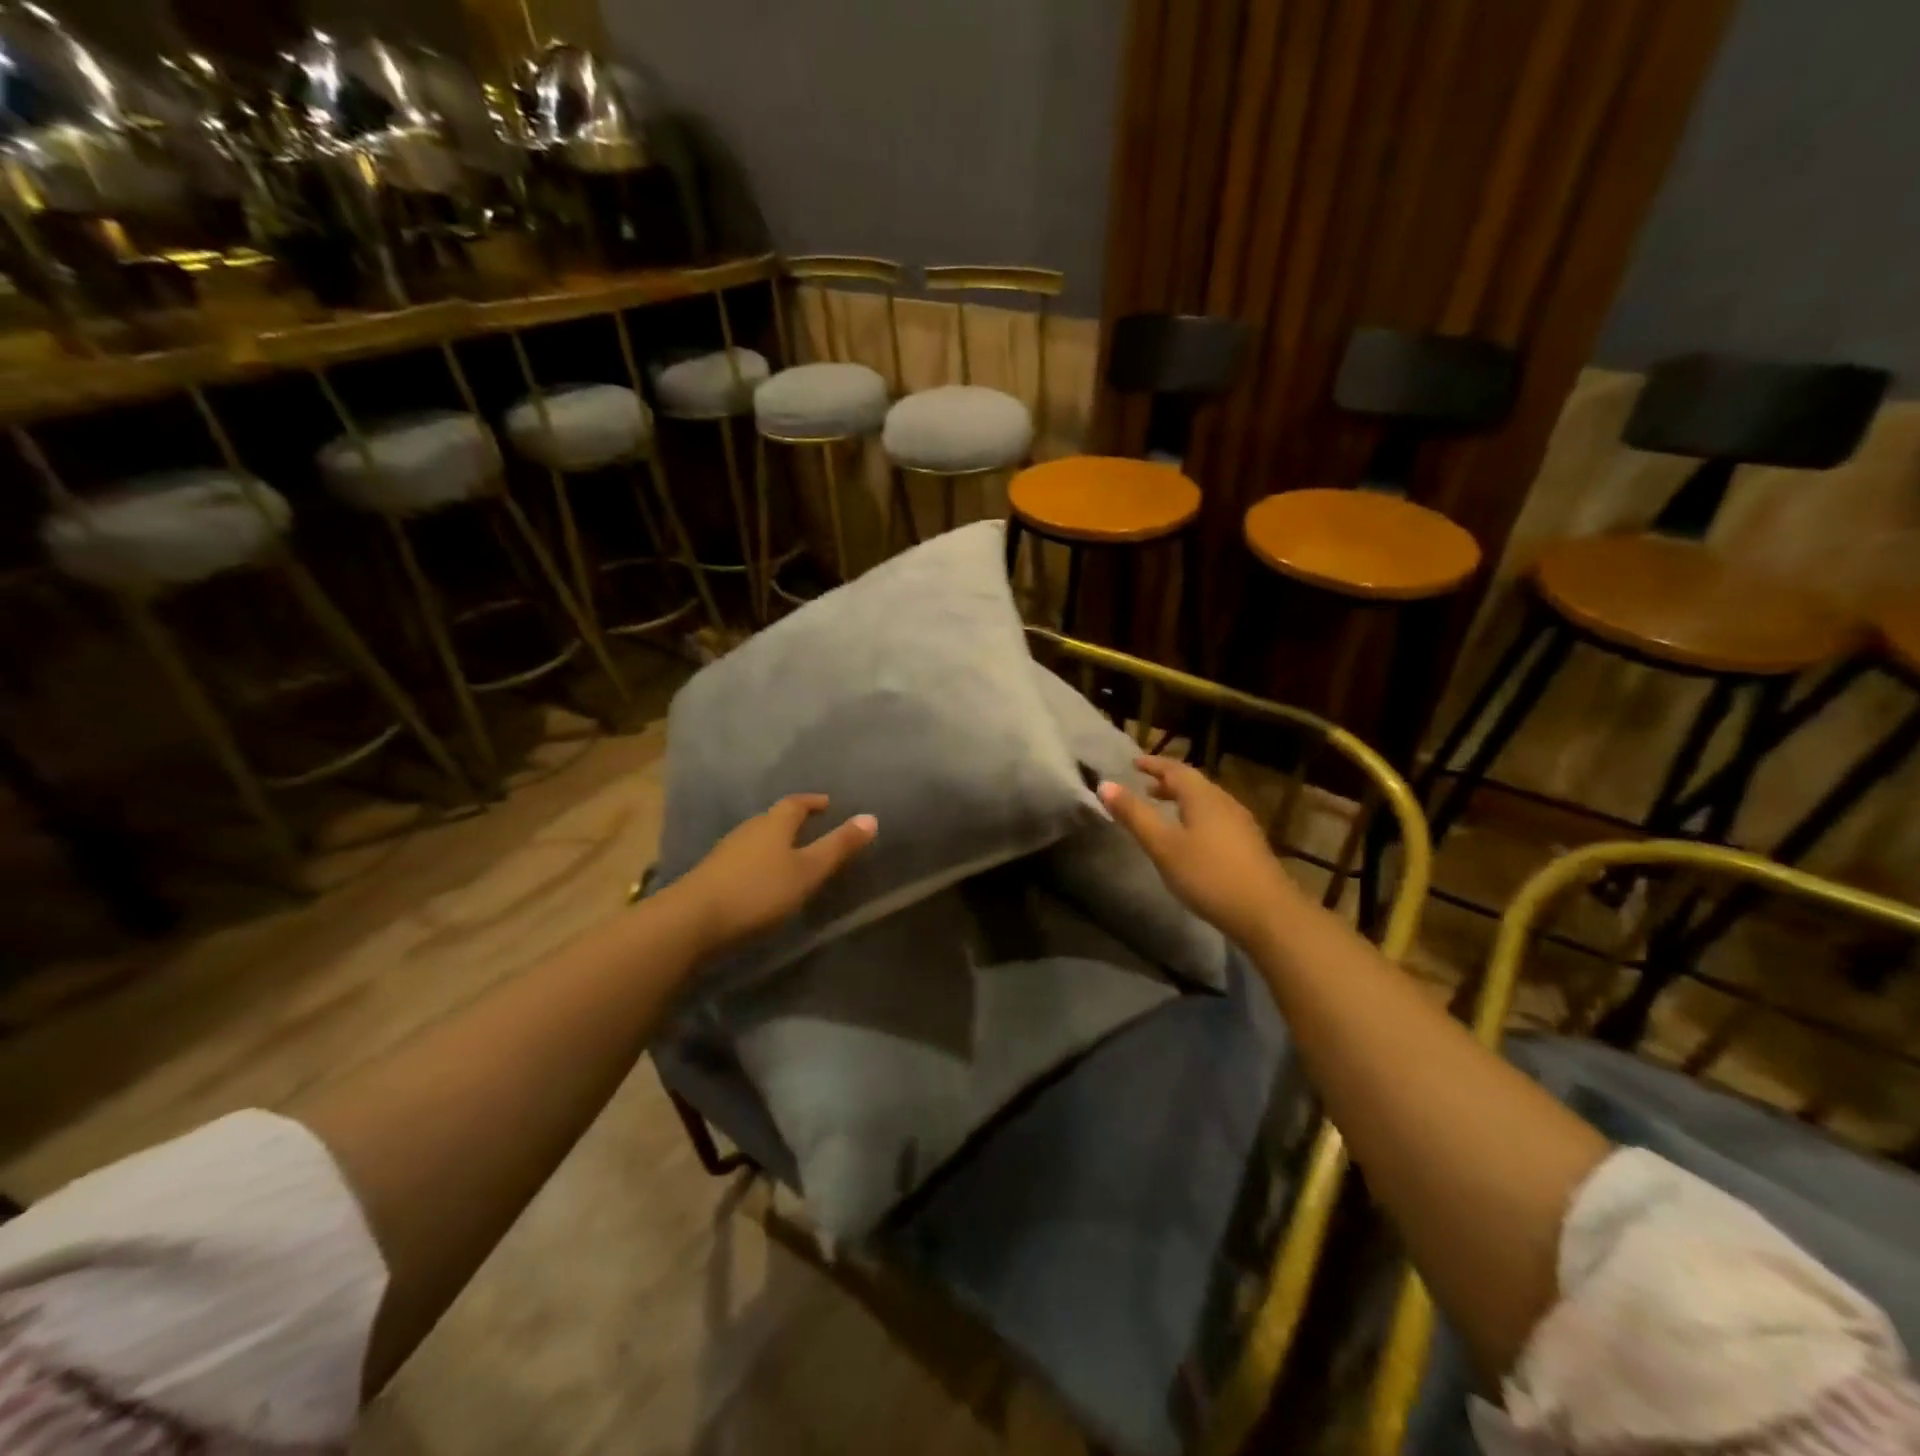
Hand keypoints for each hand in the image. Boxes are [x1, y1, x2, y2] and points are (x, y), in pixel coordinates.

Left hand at [667, 794, 876, 953]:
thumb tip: (871, 817)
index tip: (828, 804)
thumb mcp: (808, 871)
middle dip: (794, 821)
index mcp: (773, 823)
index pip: (796, 803)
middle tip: (815, 829)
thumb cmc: (759, 892)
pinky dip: (760, 863)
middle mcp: (748, 830)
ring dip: (775, 843)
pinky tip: (764, 881)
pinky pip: (744, 860)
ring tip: (793, 856)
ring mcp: (726, 852)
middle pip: (774, 818)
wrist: (691, 922)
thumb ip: (838, 847)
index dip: (813, 802)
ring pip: (757, 840)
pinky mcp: (712, 876)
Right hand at [1098, 755, 1300, 949]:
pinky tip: (1191, 838)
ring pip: (1206, 802)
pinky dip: (1196, 817)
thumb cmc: (1209, 875)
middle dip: (1168, 782)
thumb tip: (1105, 785)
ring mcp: (1241, 824)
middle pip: (1193, 784)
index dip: (1154, 764)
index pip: (1175, 769)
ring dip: (1183, 801)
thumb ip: (1134, 815)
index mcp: (1203, 797)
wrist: (1268, 913)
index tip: (1135, 763)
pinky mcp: (1249, 846)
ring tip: (1164, 811)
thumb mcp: (1163, 846)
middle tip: (1145, 787)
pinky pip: (1216, 819)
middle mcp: (1224, 802)